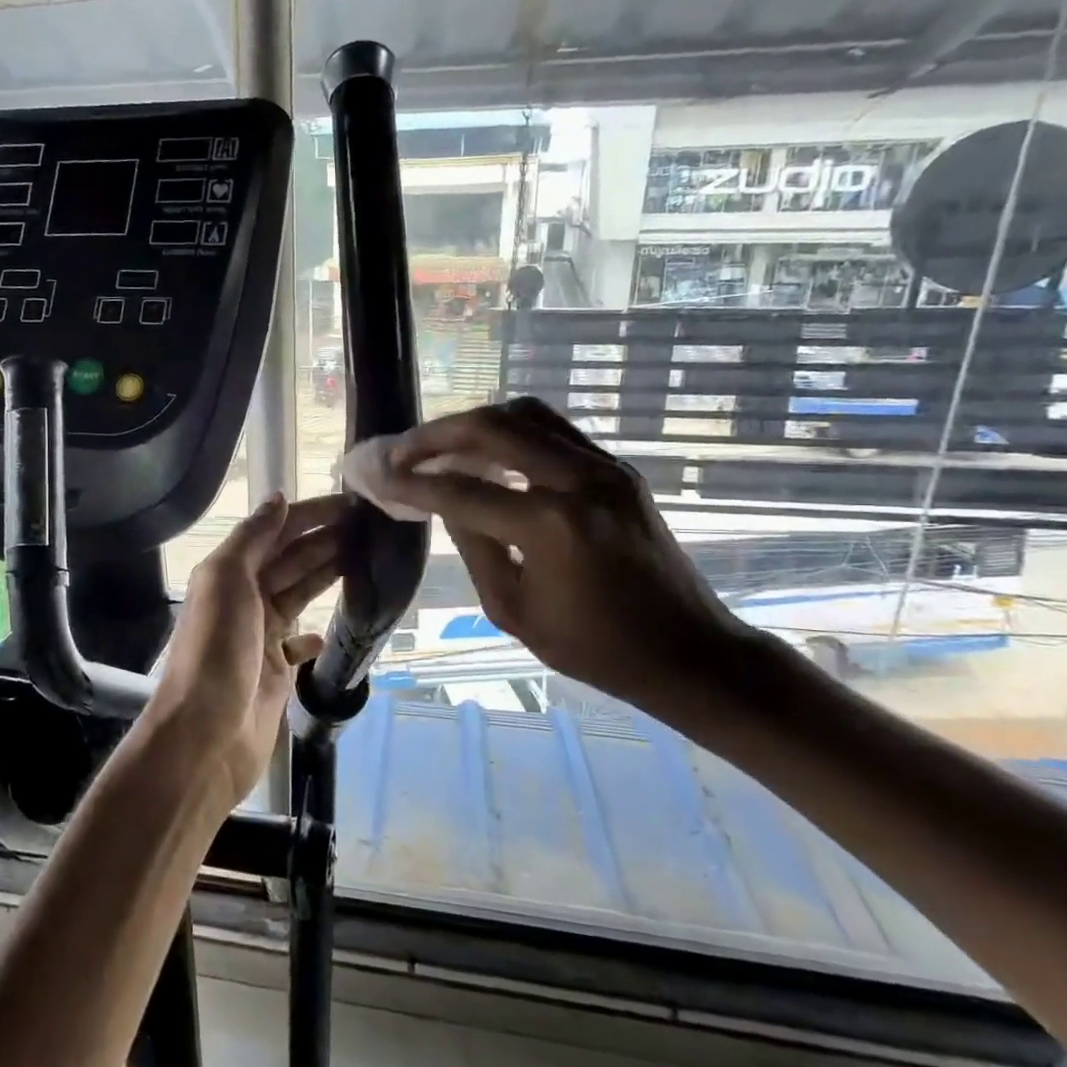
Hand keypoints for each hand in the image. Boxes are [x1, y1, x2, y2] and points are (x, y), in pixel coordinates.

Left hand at [142, 494, 346, 812]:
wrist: (206, 736)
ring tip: (365, 558)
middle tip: (371, 527)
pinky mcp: (274, 672)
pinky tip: (330, 627)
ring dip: (326, 575)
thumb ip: (251, 538)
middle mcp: (243, 599)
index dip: (310, 515)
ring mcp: (260, 636)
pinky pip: (297, 644)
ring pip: (298, 594)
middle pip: (291, 560)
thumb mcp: (226, 581)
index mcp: (229, 574)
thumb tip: (279, 498)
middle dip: (326, 540)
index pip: (276, 533)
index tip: (351, 504)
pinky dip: (313, 634)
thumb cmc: (216, 651)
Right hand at [377, 400, 746, 708]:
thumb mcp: (514, 610)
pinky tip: (488, 454)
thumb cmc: (595, 648)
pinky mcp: (618, 469)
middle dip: (437, 435)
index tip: (378, 475)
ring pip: (526, 414)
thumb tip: (444, 500)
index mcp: (551, 527)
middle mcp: (580, 481)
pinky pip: (554, 430)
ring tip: (441, 445)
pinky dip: (511, 432)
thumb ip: (474, 545)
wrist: (688, 651)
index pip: (463, 490)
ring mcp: (605, 468)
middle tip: (402, 450)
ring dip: (475, 423)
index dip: (413, 482)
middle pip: (493, 428)